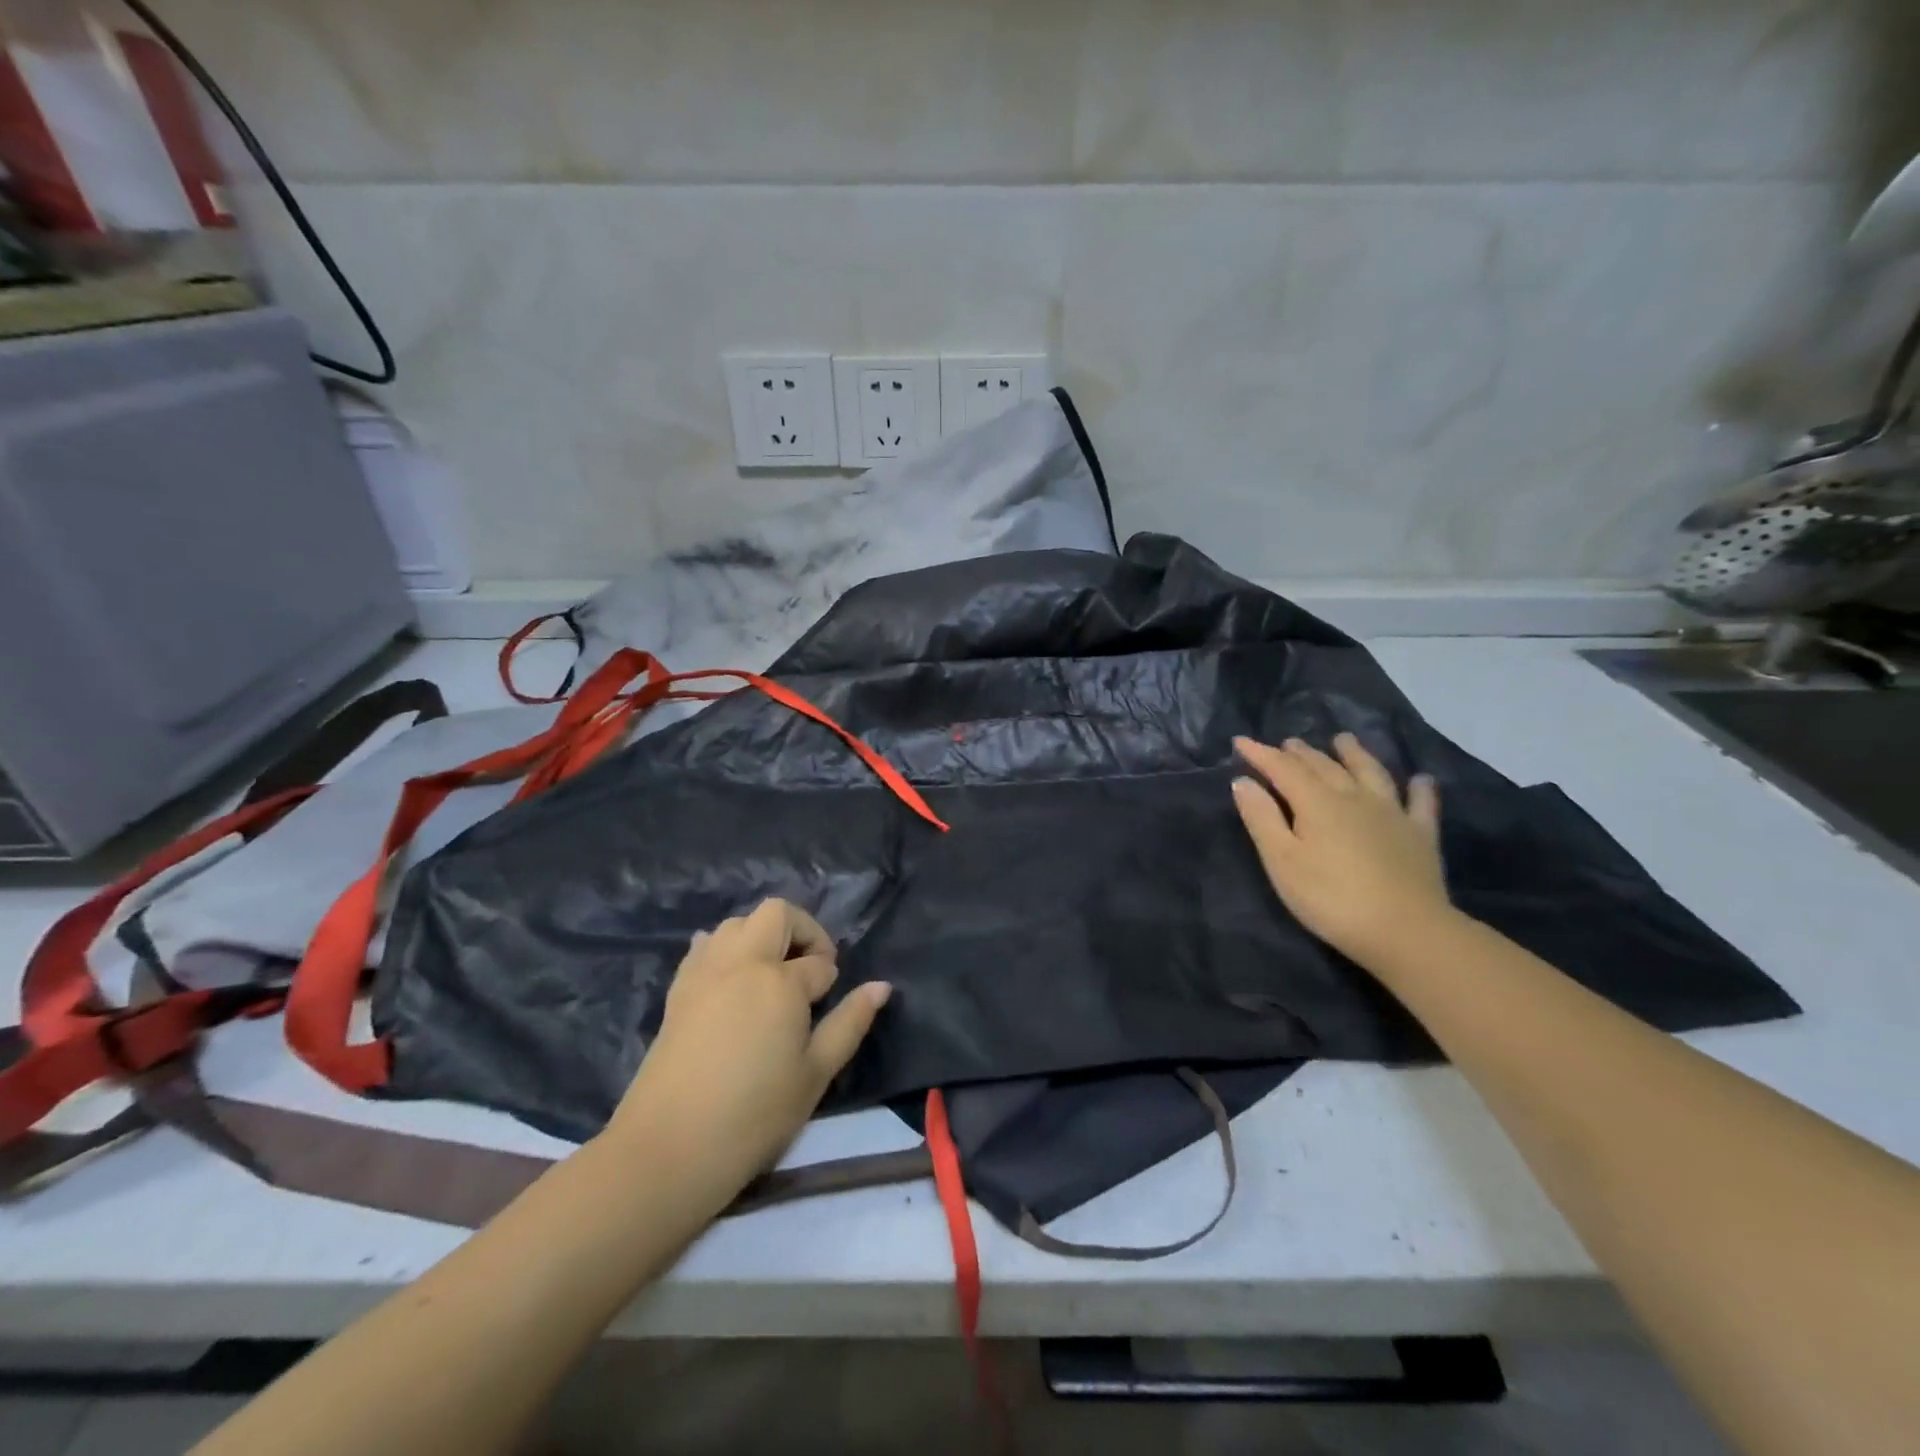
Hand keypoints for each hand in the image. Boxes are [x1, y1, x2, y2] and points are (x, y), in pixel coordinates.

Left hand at [607, 900, 890, 1201]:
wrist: (670, 1147)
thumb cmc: (755, 1114)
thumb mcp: (816, 1073)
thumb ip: (850, 1023)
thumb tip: (881, 986)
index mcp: (780, 980)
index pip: (818, 963)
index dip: (829, 980)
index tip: (826, 1006)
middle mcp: (742, 961)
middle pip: (776, 914)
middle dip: (802, 931)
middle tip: (808, 970)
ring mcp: (706, 971)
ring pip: (737, 923)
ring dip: (761, 935)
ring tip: (770, 976)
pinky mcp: (678, 988)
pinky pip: (705, 946)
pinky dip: (725, 950)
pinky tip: (732, 982)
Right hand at [1232, 733, 1453, 970]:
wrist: (1405, 931)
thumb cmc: (1331, 898)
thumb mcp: (1282, 861)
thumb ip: (1262, 818)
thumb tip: (1243, 781)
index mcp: (1316, 802)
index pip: (1282, 768)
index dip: (1260, 753)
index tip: (1240, 741)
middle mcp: (1354, 797)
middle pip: (1324, 766)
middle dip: (1301, 753)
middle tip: (1288, 743)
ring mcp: (1392, 813)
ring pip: (1370, 772)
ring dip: (1354, 754)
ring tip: (1343, 740)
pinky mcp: (1420, 835)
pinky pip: (1420, 803)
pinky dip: (1419, 788)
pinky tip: (1420, 779)